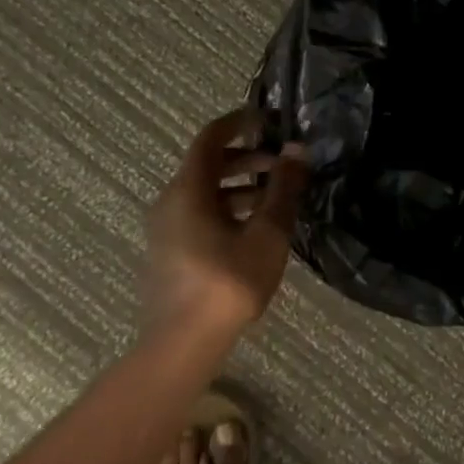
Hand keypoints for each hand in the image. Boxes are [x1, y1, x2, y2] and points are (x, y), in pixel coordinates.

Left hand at [144, 109, 309, 341]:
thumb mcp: (267, 233)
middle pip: (207, 165)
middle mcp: (170, 201)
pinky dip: (226, 209)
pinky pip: (198, 214)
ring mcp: (166, 229)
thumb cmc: (228, 282)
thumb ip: (283, 189)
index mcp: (188, 189)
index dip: (237, 123)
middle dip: (246, 159)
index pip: (209, 138)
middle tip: (281, 166)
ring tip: (274, 200)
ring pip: (204, 193)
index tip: (265, 119)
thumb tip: (297, 150)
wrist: (183, 344)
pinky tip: (254, 230)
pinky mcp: (169, 252)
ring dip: (239, 187)